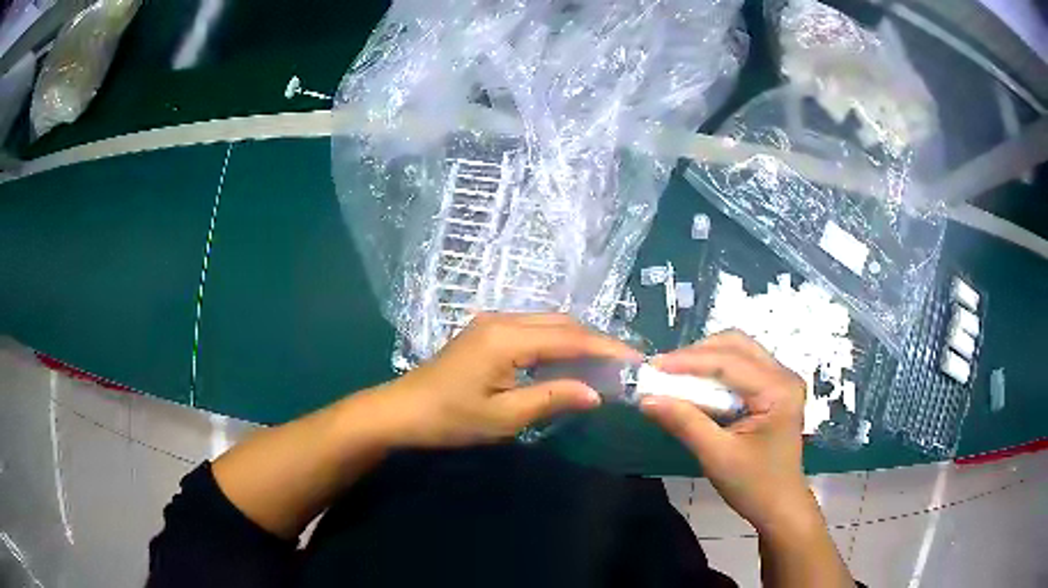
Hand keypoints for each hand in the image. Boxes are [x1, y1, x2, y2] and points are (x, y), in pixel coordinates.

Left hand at [376, 312, 639, 447]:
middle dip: (596, 341)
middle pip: (561, 323)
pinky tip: (568, 361)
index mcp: (507, 338)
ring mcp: (492, 322)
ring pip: (548, 324)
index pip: (570, 337)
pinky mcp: (486, 331)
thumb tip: (596, 393)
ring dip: (578, 340)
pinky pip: (533, 330)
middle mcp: (502, 320)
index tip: (636, 360)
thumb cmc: (451, 418)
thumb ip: (552, 398)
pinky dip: (557, 343)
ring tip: (604, 364)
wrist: (403, 411)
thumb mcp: (505, 417)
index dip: (606, 348)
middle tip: (624, 364)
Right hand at [640, 330, 812, 532]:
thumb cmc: (754, 485)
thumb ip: (685, 423)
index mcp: (778, 390)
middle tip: (663, 371)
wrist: (780, 506)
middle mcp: (783, 375)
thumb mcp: (717, 457)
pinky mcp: (774, 389)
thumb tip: (647, 400)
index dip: (689, 361)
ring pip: (739, 350)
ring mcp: (781, 380)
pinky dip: (716, 370)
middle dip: (697, 354)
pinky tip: (697, 384)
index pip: (729, 362)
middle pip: (736, 345)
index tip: (653, 366)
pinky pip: (742, 366)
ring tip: (675, 376)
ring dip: (706, 359)